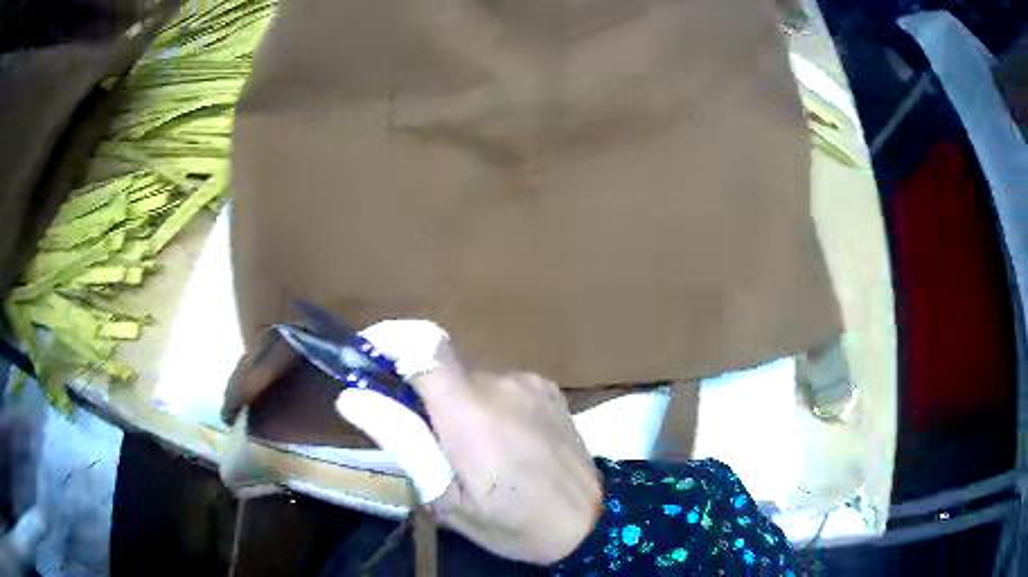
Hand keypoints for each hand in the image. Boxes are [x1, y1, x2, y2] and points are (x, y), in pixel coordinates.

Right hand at [341, 336, 602, 564]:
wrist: (591, 523)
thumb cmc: (513, 523)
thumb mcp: (447, 498)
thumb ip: (402, 441)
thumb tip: (352, 397)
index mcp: (471, 413)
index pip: (423, 345)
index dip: (391, 340)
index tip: (369, 359)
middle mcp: (502, 383)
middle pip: (443, 368)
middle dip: (423, 396)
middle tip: (427, 443)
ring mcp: (530, 382)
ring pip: (472, 380)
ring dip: (458, 406)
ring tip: (472, 453)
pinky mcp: (548, 388)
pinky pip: (501, 386)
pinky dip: (487, 405)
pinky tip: (504, 443)